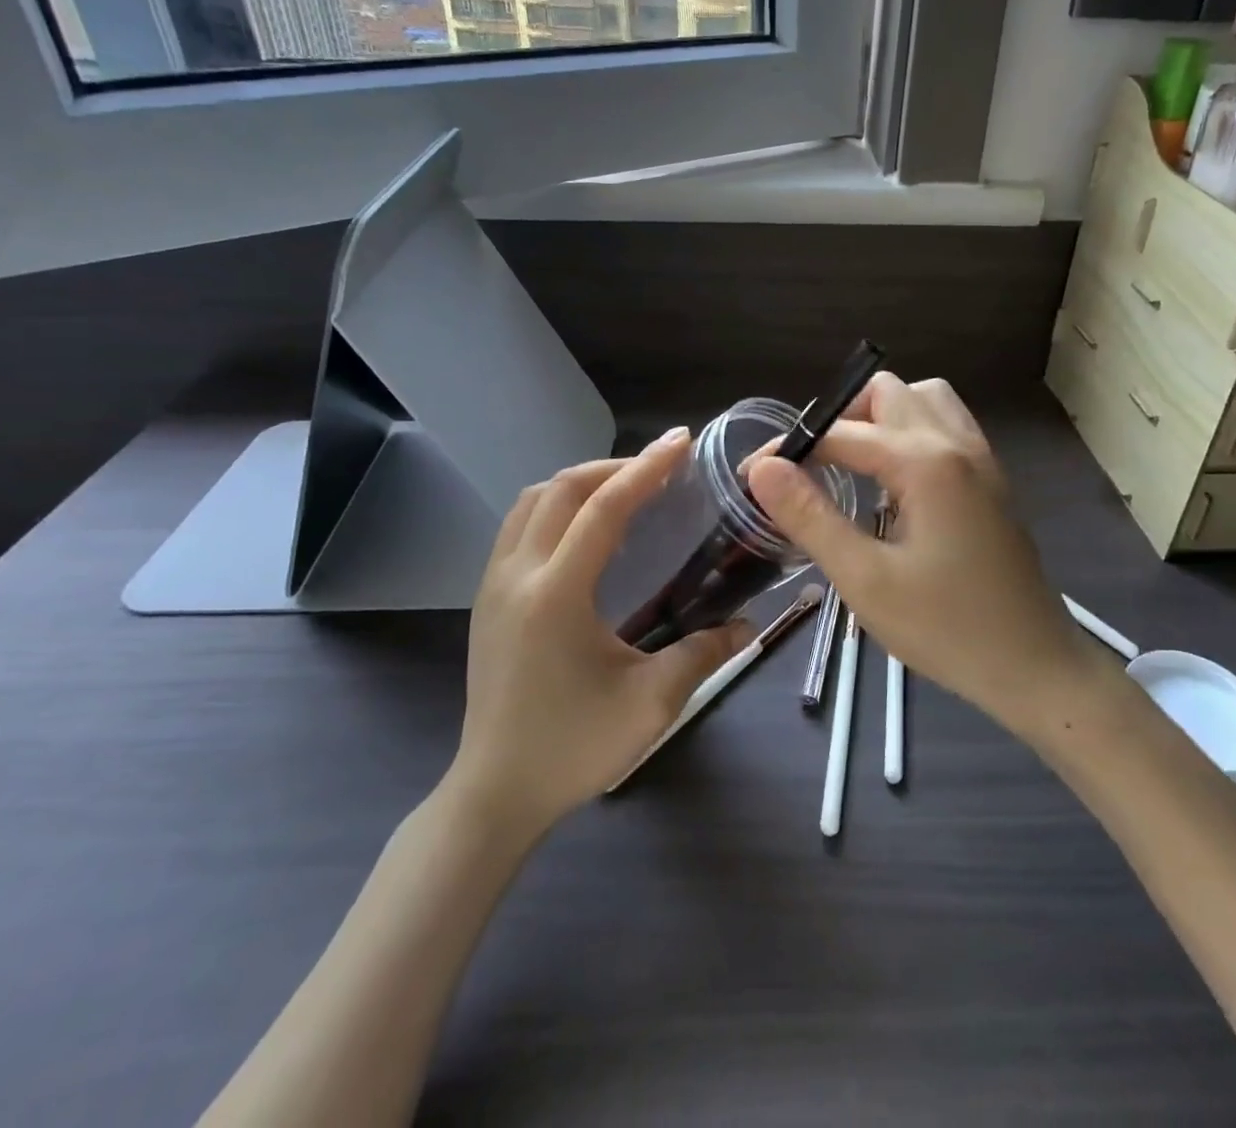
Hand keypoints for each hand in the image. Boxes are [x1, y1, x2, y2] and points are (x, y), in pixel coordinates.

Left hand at [450, 428, 750, 830]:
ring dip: (581, 483)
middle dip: (616, 467)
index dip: (647, 469)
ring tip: (626, 490)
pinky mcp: (487, 597)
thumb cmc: (573, 748)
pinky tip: (586, 529)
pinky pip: (519, 525)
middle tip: (663, 468)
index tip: (682, 442)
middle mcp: (517, 574)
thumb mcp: (651, 704)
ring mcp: (493, 584)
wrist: (495, 792)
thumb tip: (748, 624)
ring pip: (532, 501)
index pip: (603, 508)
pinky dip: (556, 506)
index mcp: (556, 594)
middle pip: (563, 489)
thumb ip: (703, 653)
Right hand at [749, 374, 1099, 739]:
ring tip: (853, 464)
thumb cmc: (946, 629)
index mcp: (924, 462)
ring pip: (922, 399)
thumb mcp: (864, 579)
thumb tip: (763, 468)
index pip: (840, 432)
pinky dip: (911, 431)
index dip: (789, 449)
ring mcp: (981, 457)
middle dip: (838, 419)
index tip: (752, 476)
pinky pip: (946, 424)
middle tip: (810, 467)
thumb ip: (811, 516)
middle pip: (885, 393)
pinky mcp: (991, 478)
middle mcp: (956, 443)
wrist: (1035, 666)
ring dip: (880, 417)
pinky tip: (895, 480)